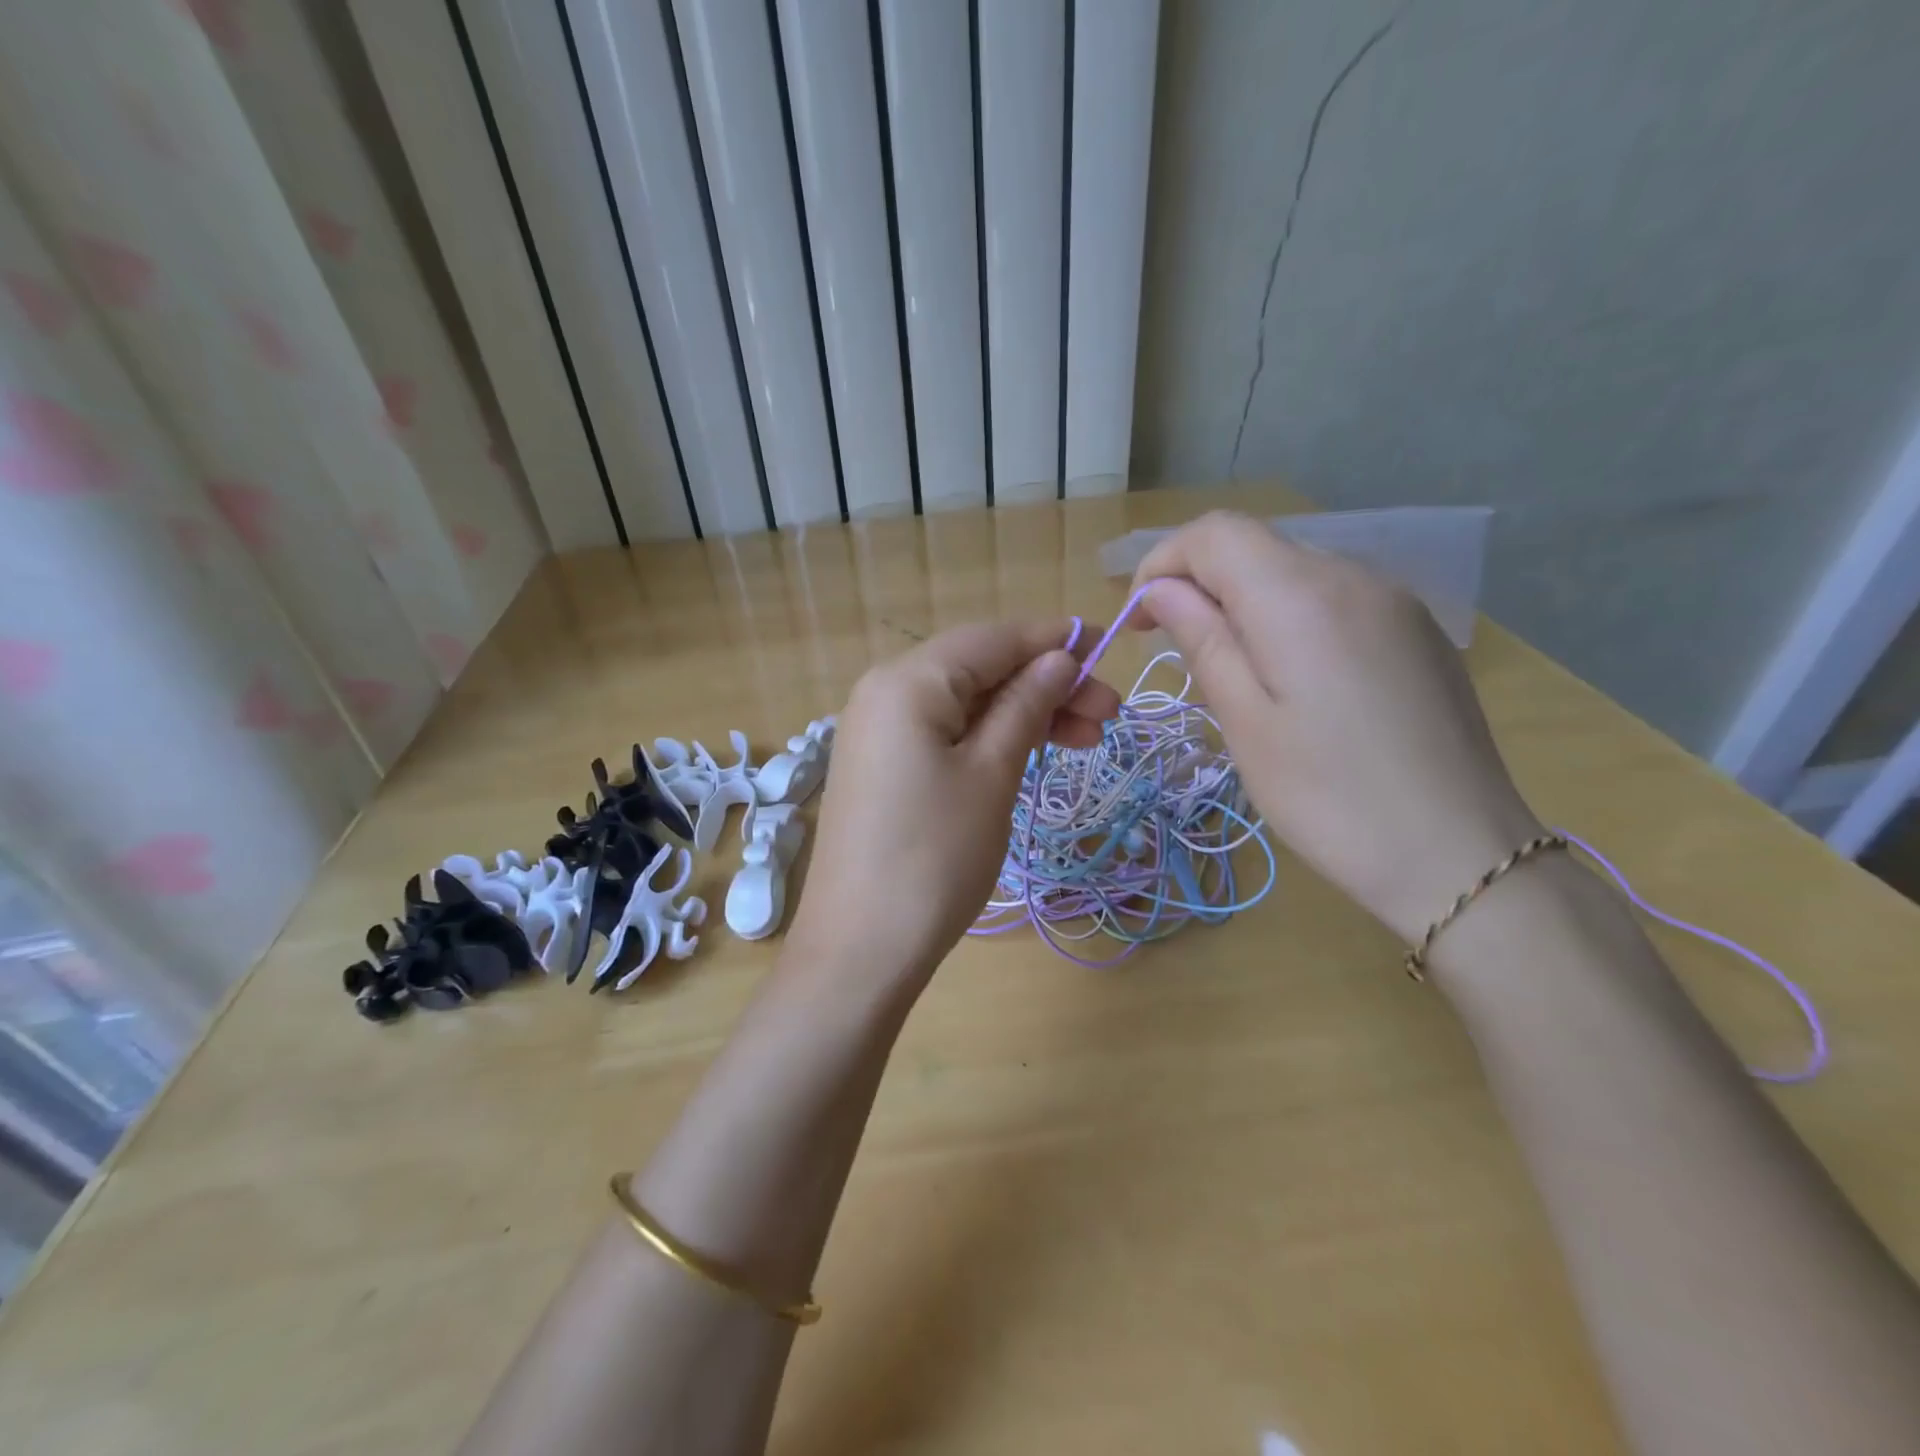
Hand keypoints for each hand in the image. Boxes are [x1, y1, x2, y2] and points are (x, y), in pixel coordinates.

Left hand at [789, 622, 1121, 979]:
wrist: (861, 949)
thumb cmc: (935, 856)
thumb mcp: (992, 774)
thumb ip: (1026, 706)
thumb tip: (1060, 658)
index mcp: (908, 680)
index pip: (992, 638)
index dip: (1053, 640)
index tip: (1109, 649)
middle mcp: (884, 691)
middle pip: (979, 669)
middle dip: (1046, 685)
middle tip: (1109, 714)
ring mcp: (878, 731)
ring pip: (966, 703)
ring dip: (1024, 714)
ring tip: (1086, 739)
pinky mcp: (882, 767)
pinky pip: (944, 733)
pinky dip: (990, 738)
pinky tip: (1031, 752)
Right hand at [1129, 511, 1542, 943]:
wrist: (1461, 854)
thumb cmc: (1329, 796)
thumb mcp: (1244, 722)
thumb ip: (1201, 640)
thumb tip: (1161, 591)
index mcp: (1300, 596)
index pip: (1214, 533)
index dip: (1162, 564)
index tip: (1139, 623)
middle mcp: (1352, 576)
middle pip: (1255, 546)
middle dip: (1200, 584)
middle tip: (1177, 652)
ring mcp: (1394, 600)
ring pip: (1294, 571)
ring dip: (1244, 603)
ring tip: (1235, 674)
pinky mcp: (1417, 631)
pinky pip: (1334, 598)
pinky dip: (1290, 618)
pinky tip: (1295, 680)